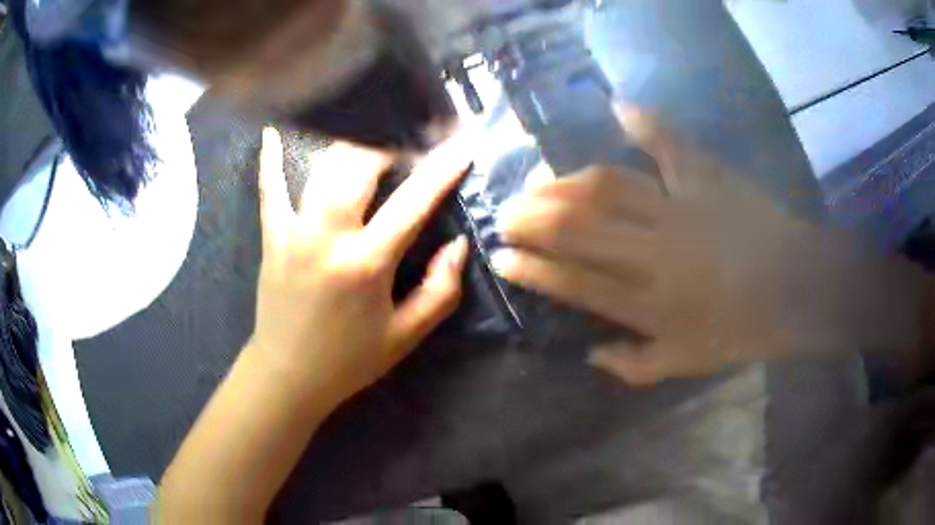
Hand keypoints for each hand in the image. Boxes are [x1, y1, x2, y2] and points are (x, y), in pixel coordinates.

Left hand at [250, 129, 470, 404]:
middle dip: (391, 139)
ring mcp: (293, 232)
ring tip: (371, 127)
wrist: (289, 375)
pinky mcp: (271, 237)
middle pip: (361, 166)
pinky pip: (269, 190)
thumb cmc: (350, 360)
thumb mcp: (407, 336)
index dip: (442, 169)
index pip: (413, 202)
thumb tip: (459, 245)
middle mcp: (328, 237)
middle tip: (413, 129)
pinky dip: (270, 159)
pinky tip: (272, 132)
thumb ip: (441, 290)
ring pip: (322, 168)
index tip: (461, 143)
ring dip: (350, 142)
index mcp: (366, 263)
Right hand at [495, 107, 927, 385]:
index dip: (532, 269)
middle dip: (532, 219)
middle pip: (579, 228)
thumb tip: (590, 353)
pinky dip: (644, 121)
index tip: (502, 257)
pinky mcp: (707, 176)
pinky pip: (669, 143)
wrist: (800, 289)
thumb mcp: (688, 365)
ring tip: (540, 181)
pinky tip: (619, 107)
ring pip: (608, 186)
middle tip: (507, 212)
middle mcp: (656, 253)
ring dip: (566, 182)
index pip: (574, 283)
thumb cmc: (745, 331)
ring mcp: (682, 207)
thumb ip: (634, 367)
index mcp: (651, 304)